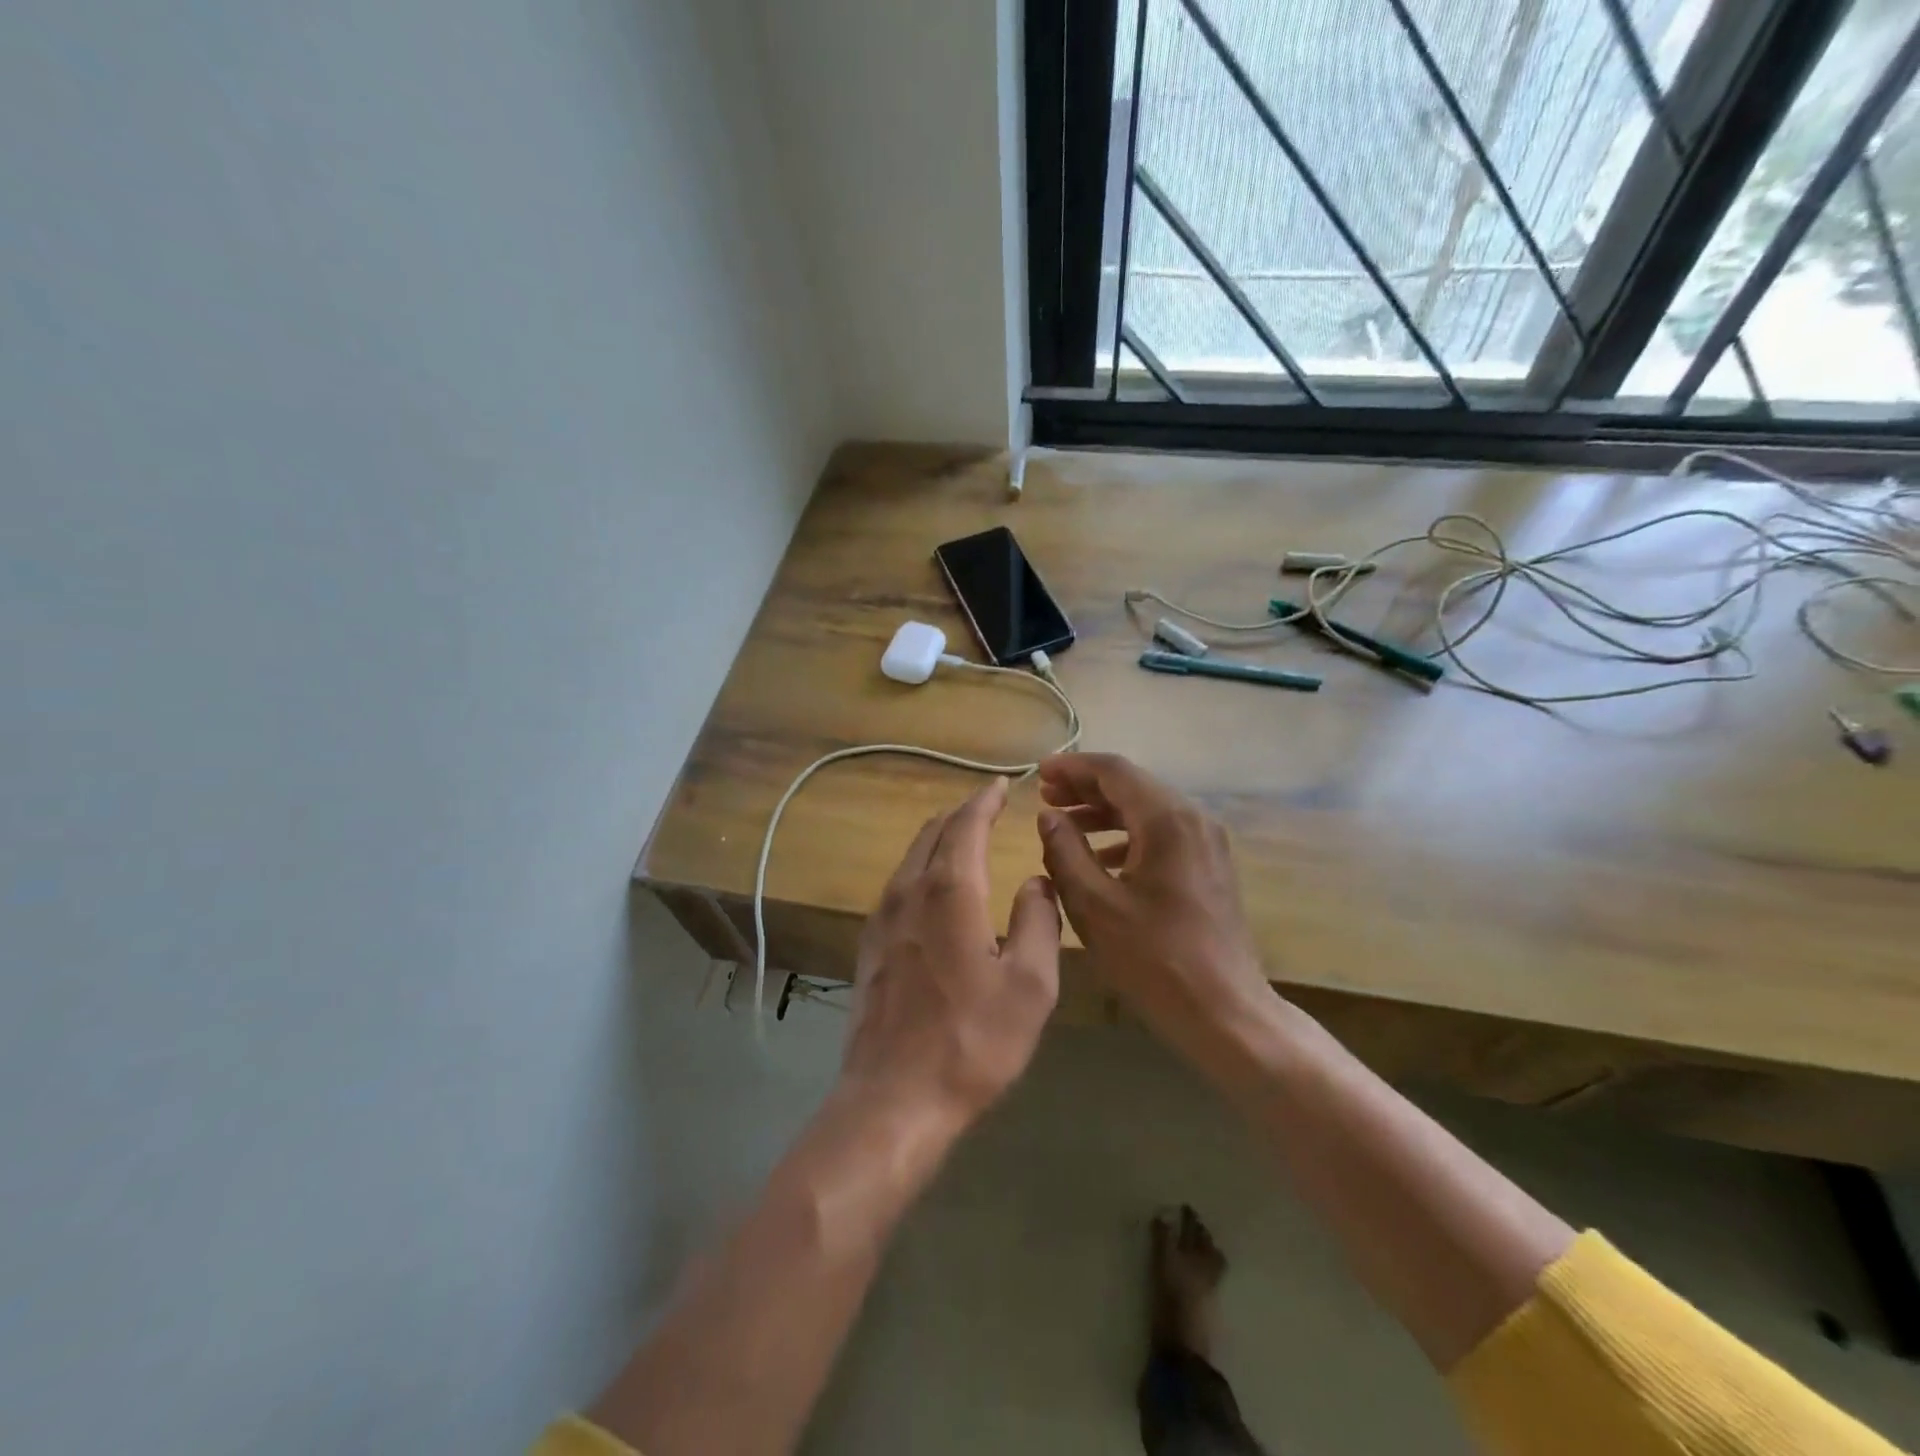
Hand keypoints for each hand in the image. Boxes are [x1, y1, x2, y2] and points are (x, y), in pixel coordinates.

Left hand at [841, 777, 1061, 1124]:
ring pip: (911, 858)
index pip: (966, 825)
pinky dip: (922, 867)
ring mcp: (882, 918)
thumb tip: (1036, 882)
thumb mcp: (1030, 985)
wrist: (893, 1099)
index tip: (1001, 784)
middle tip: (987, 806)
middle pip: (933, 833)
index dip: (985, 801)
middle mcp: (909, 892)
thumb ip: (1039, 921)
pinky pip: (898, 885)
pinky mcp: (869, 945)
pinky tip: (934, 887)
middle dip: (961, 814)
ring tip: (963, 837)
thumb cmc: (972, 1042)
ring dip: (939, 838)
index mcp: (950, 892)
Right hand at [1035, 753, 1271, 1062]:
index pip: (1114, 770)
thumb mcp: (1094, 905)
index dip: (1072, 767)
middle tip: (1045, 797)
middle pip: (1132, 785)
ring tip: (1063, 824)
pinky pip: (1161, 834)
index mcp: (1167, 820)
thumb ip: (1064, 852)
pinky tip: (1099, 858)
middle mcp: (1193, 819)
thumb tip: (1048, 816)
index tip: (1038, 774)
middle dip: (1086, 788)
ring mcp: (1206, 842)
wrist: (1225, 1012)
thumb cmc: (1154, 960)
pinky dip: (1126, 836)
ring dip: (1104, 812)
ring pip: (1147, 809)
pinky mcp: (1209, 865)